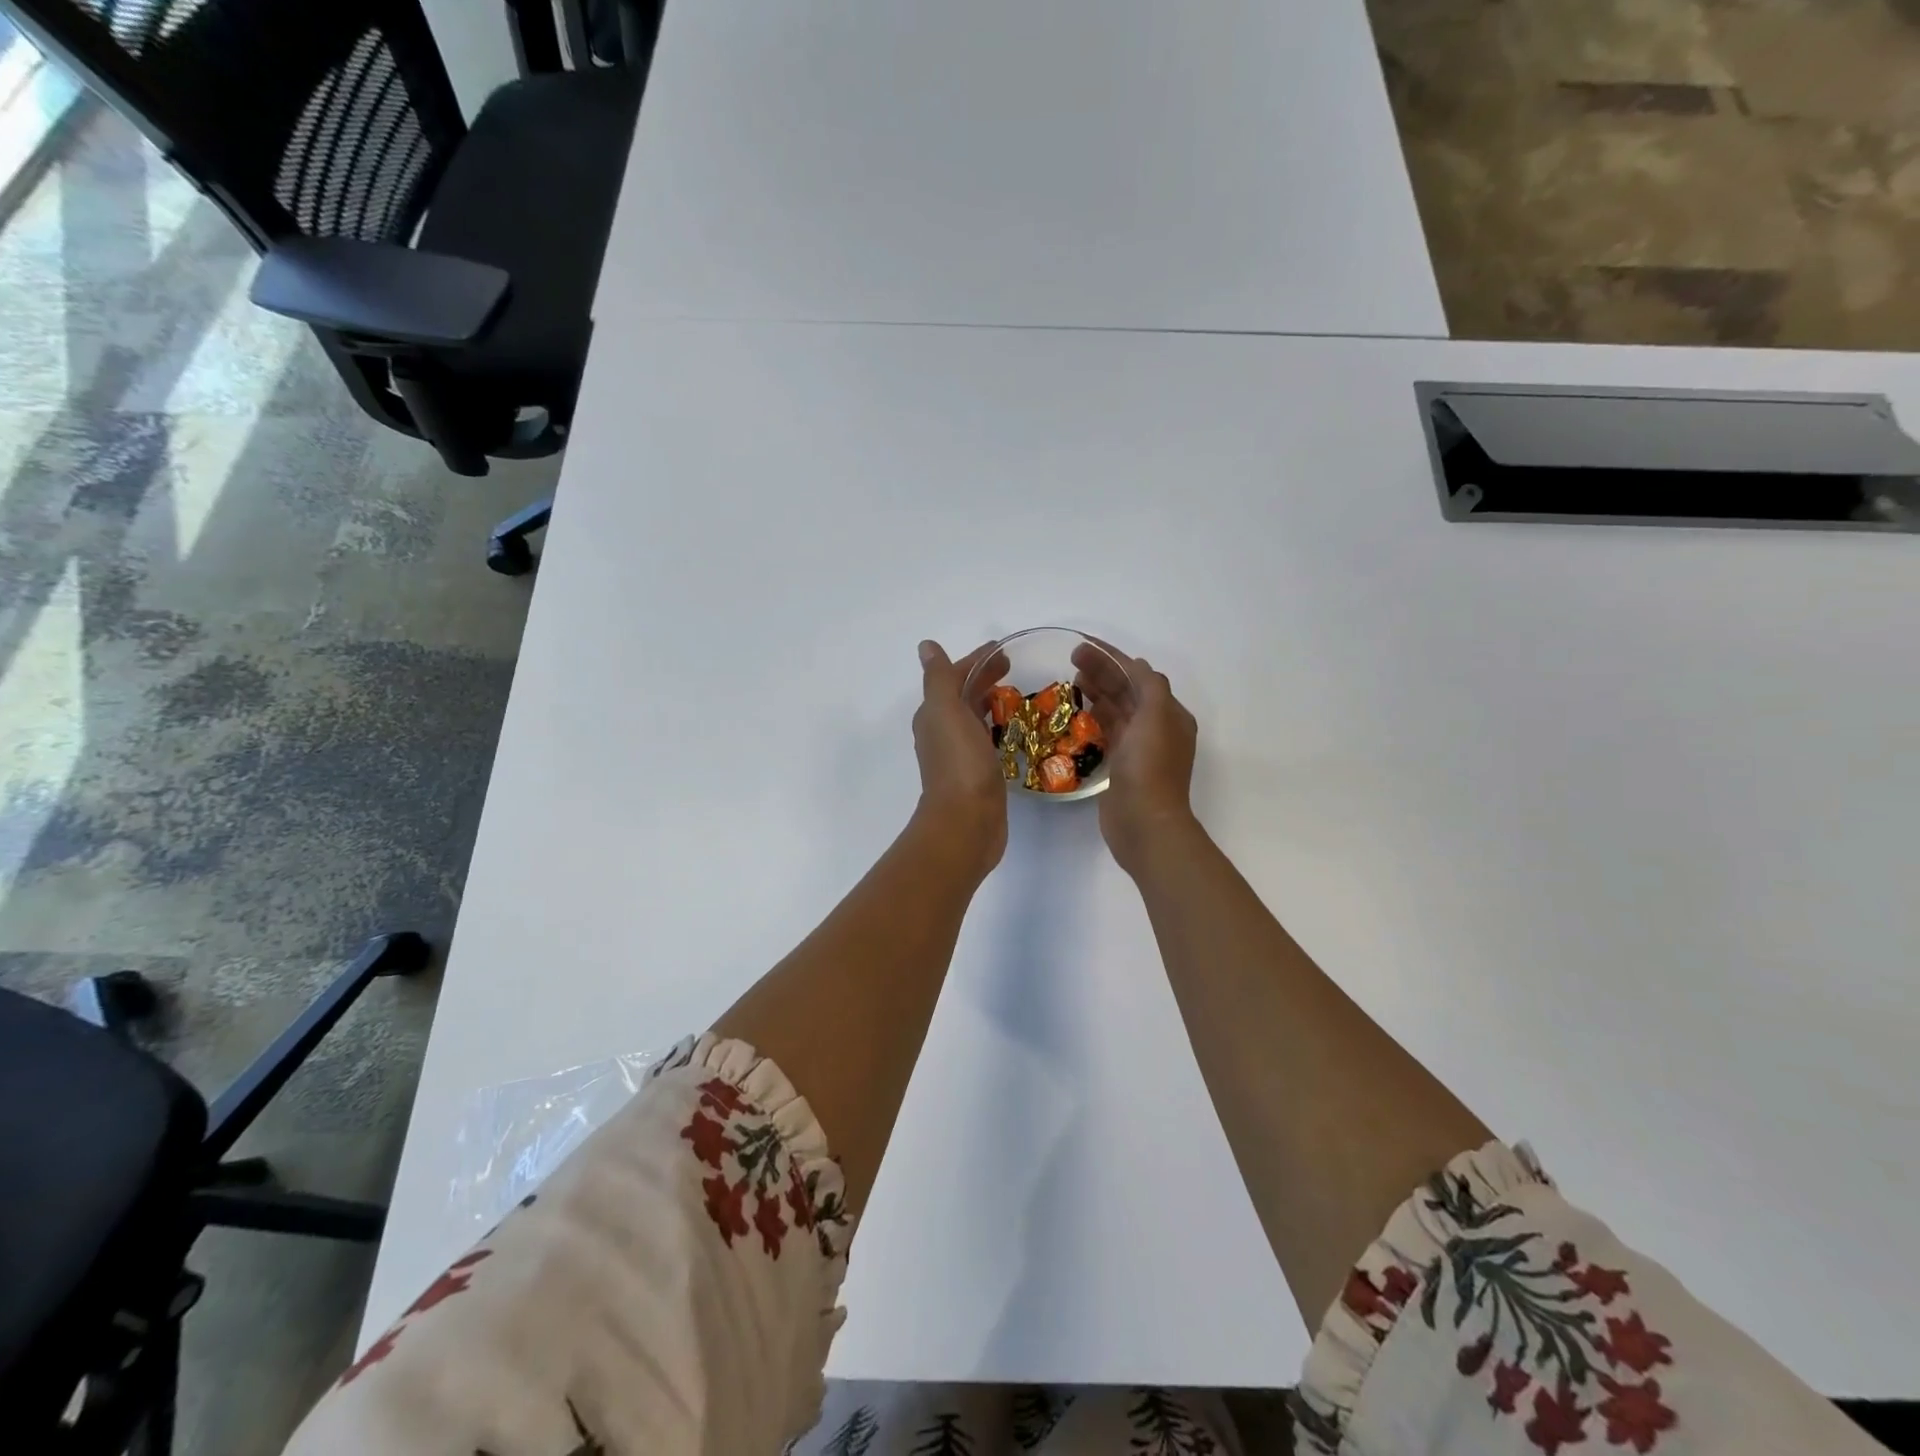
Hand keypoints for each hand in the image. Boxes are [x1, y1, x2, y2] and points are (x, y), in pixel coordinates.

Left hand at [913, 639, 1009, 874]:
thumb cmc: (959, 763)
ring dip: (990, 703)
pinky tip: (1013, 731)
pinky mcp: (977, 774)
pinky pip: (986, 741)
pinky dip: (996, 728)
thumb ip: (939, 678)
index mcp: (933, 715)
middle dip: (984, 679)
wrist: (967, 822)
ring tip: (1017, 695)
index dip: (976, 661)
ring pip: (973, 718)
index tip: (1003, 650)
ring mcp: (959, 755)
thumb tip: (925, 646)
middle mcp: (941, 733)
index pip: (954, 677)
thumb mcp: (946, 712)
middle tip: (1014, 667)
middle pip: (964, 696)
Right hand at [1072, 641, 1198, 875]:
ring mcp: (1139, 747)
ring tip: (1072, 680)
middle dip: (1102, 671)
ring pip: (1116, 710)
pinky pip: (1107, 731)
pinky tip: (1077, 712)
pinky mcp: (1122, 765)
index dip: (1112, 657)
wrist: (1144, 823)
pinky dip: (1094, 717)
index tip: (1083, 645)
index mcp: (1170, 714)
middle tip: (1071, 659)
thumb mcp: (1155, 717)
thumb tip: (1135, 665)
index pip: (1139, 675)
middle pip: (1127, 690)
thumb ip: (1148, 686)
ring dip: (1097, 692)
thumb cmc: (1150, 767)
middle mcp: (1157, 728)